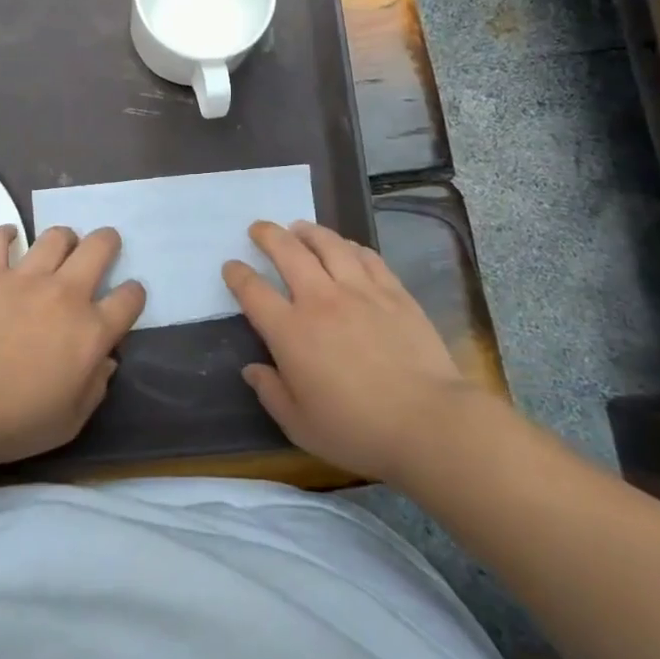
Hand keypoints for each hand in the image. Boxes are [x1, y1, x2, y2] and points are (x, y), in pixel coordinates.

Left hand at [0, 225, 145, 467]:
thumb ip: (95, 388)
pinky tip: (7, 238)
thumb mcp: (70, 421)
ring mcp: (25, 278)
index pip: (130, 298)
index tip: (126, 298)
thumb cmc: (16, 421)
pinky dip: (3, 234)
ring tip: (59, 247)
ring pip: (55, 236)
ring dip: (63, 238)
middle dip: (107, 242)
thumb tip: (106, 362)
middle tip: (102, 249)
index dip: (133, 294)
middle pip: (99, 247)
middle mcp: (66, 294)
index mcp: (92, 331)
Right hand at [224, 220, 471, 483]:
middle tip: (259, 228)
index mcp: (291, 332)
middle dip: (267, 235)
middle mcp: (320, 300)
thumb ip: (271, 393)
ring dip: (308, 231)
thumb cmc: (358, 430)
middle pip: (287, 251)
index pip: (253, 291)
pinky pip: (366, 256)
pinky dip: (349, 246)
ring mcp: (359, 290)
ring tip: (299, 228)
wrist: (428, 422)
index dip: (237, 274)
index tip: (231, 266)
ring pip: (328, 244)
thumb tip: (252, 369)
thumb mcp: (300, 426)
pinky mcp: (393, 291)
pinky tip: (346, 247)